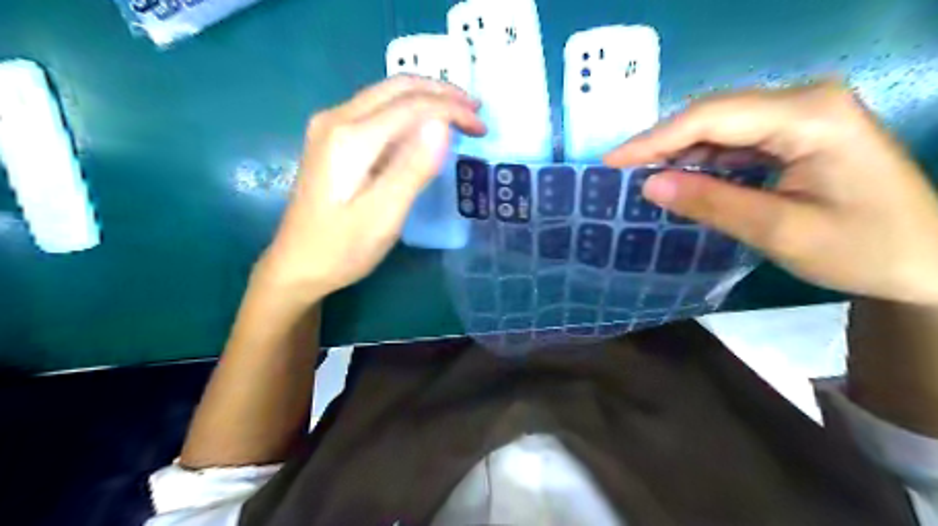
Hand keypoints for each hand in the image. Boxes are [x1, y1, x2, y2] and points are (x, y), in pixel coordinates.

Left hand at [258, 75, 487, 302]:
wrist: (297, 265)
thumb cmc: (342, 248)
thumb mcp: (383, 216)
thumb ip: (412, 168)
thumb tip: (442, 125)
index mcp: (350, 137)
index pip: (412, 105)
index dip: (452, 110)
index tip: (481, 128)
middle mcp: (337, 118)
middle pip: (398, 87)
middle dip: (442, 93)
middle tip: (475, 112)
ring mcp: (331, 126)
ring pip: (387, 94)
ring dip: (427, 99)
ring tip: (459, 115)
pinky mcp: (332, 139)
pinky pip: (377, 110)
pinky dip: (409, 112)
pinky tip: (425, 128)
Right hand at [605, 80, 937, 305]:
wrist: (928, 260)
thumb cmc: (864, 248)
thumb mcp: (781, 231)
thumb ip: (711, 203)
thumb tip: (648, 185)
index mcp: (809, 115)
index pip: (711, 117)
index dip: (654, 139)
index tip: (611, 162)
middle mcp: (804, 101)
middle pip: (713, 114)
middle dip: (662, 143)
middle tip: (619, 172)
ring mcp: (802, 114)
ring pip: (720, 125)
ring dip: (679, 152)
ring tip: (641, 177)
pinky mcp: (797, 132)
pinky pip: (735, 140)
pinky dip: (703, 160)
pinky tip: (681, 177)